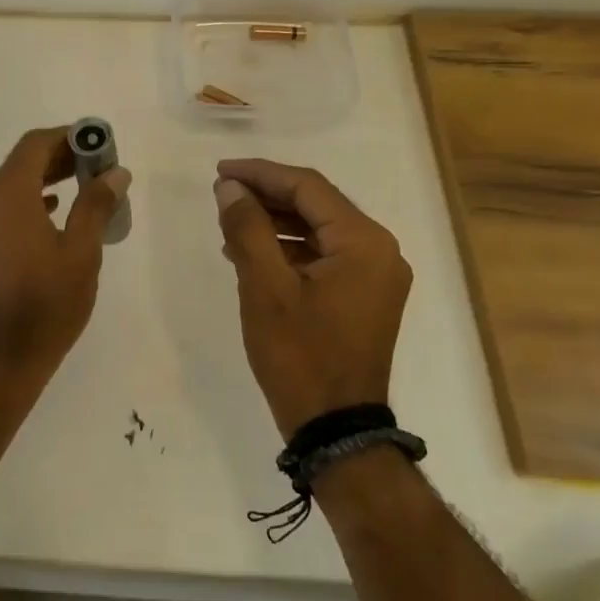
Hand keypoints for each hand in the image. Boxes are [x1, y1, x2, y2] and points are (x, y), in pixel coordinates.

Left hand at [0, 127, 132, 371]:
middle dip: (57, 159)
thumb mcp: (82, 252)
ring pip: (7, 187)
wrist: (1, 357)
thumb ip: (96, 205)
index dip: (66, 137)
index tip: (96, 142)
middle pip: (19, 164)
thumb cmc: (47, 302)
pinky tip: (50, 214)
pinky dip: (24, 203)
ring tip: (80, 186)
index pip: (34, 145)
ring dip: (41, 181)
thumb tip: (115, 172)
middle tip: (94, 164)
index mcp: (6, 194)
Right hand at [214, 159, 412, 437]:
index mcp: (363, 242)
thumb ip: (248, 228)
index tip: (220, 171)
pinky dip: (289, 249)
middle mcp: (379, 251)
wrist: (335, 429)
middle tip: (222, 192)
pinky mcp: (365, 296)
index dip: (260, 173)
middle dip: (267, 195)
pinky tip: (253, 253)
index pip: (308, 187)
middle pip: (317, 204)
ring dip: (275, 222)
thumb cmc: (299, 355)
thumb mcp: (264, 287)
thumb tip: (230, 187)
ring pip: (319, 229)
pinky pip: (324, 255)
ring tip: (230, 222)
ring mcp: (376, 276)